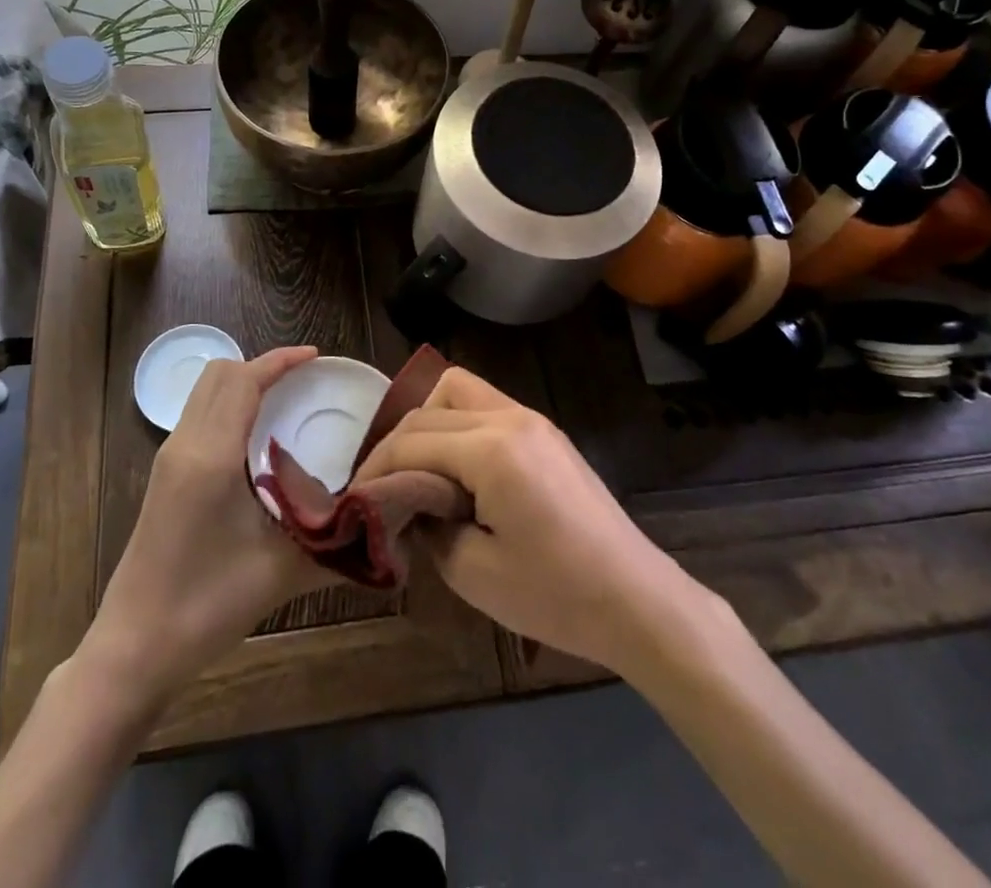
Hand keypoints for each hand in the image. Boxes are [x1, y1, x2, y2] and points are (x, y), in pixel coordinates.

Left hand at [82, 346, 334, 701]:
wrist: (134, 648)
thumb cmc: (206, 606)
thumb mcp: (280, 571)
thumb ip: (334, 539)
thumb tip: (382, 523)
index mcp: (211, 455)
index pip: (243, 380)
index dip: (280, 361)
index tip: (316, 357)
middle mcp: (185, 444)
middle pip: (219, 373)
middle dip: (261, 365)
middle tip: (303, 381)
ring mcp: (168, 458)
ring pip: (204, 392)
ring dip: (242, 383)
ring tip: (284, 403)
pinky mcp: (163, 476)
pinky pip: (198, 415)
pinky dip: (228, 406)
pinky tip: (255, 440)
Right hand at [353, 368, 707, 673]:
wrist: (637, 600)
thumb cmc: (556, 595)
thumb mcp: (472, 571)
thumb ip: (427, 523)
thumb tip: (403, 500)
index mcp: (492, 448)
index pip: (413, 441)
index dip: (375, 468)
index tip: (353, 498)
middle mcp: (511, 417)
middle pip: (431, 407)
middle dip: (396, 443)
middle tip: (381, 488)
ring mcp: (532, 418)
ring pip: (459, 390)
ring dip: (428, 422)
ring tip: (417, 471)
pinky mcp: (544, 431)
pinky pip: (485, 407)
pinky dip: (457, 425)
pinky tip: (455, 468)